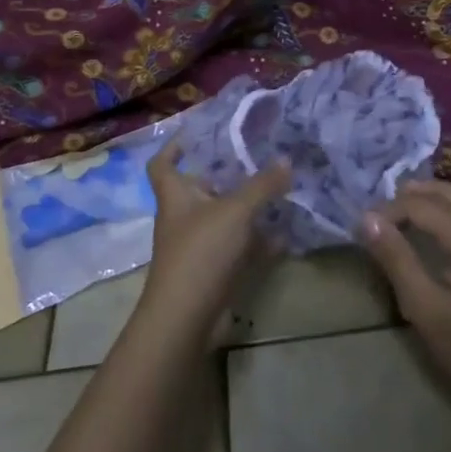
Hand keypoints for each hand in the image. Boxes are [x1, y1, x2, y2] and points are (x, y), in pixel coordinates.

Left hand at [140, 139, 290, 338]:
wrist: (187, 318)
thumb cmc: (201, 252)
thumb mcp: (235, 211)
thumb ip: (262, 185)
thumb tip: (286, 160)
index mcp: (176, 196)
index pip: (163, 164)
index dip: (175, 147)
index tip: (198, 132)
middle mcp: (184, 218)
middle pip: (202, 188)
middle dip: (228, 174)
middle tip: (258, 156)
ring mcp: (200, 246)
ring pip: (226, 218)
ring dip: (249, 207)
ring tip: (280, 189)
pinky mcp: (216, 271)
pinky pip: (241, 247)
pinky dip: (260, 240)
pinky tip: (286, 232)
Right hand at [360, 181, 450, 413]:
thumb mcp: (427, 308)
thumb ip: (396, 259)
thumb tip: (367, 219)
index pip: (419, 204)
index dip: (387, 212)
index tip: (361, 231)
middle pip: (441, 192)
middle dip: (405, 200)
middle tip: (374, 220)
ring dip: (423, 205)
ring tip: (393, 224)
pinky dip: (441, 216)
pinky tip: (426, 237)